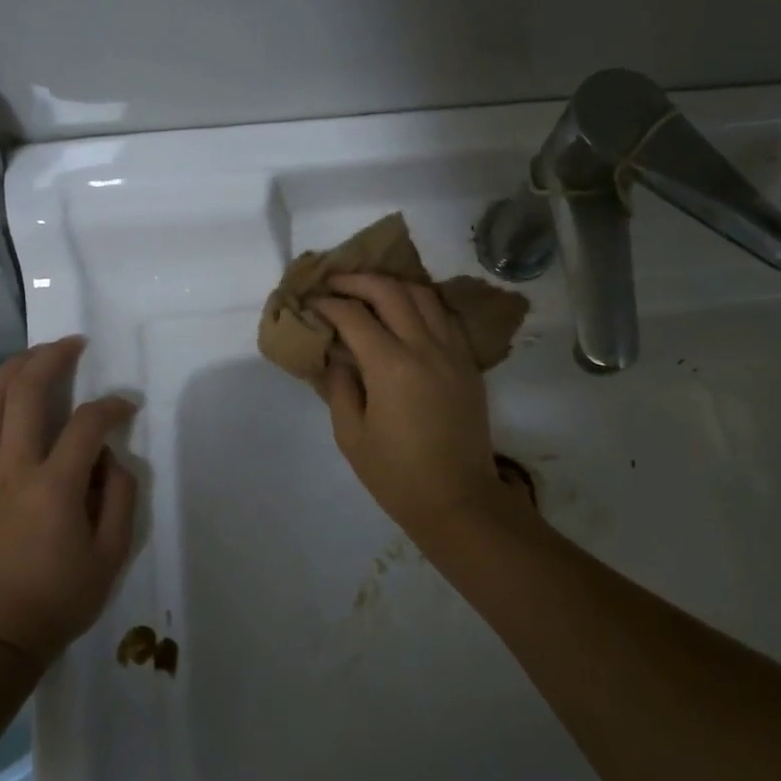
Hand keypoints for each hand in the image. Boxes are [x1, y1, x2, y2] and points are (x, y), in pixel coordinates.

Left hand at [0, 337, 138, 661]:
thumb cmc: (58, 600)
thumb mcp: (112, 555)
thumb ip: (119, 496)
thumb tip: (109, 456)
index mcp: (53, 489)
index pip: (87, 424)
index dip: (112, 406)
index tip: (126, 407)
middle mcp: (10, 469)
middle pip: (25, 391)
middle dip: (52, 357)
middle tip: (74, 344)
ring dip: (16, 367)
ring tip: (39, 354)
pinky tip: (14, 395)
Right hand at [312, 274, 514, 540]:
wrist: (458, 499)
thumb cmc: (397, 475)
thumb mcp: (351, 436)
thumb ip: (340, 387)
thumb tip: (337, 357)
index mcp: (391, 366)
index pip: (354, 316)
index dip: (329, 304)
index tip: (311, 303)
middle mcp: (425, 347)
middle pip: (391, 291)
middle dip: (358, 280)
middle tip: (335, 283)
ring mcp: (452, 352)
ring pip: (424, 295)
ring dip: (393, 284)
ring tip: (370, 290)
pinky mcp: (468, 363)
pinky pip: (445, 316)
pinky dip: (422, 303)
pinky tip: (406, 312)